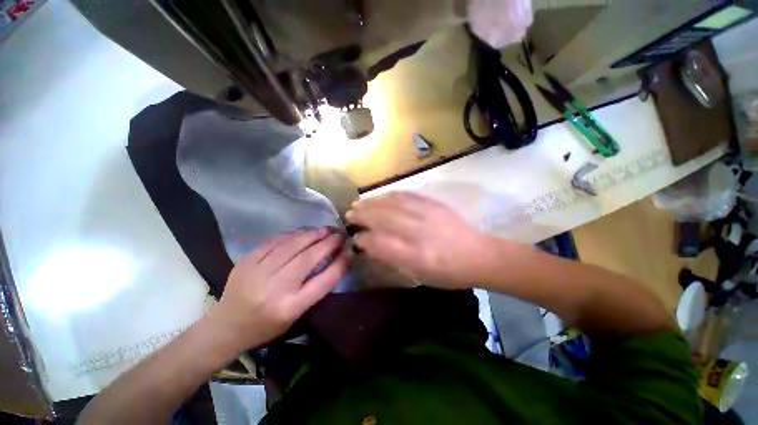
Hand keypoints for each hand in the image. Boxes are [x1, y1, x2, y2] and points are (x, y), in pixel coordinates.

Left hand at [207, 228, 351, 351]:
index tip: (350, 250)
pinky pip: (273, 242)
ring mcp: (257, 274)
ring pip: (290, 246)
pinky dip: (291, 235)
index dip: (340, 264)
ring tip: (324, 230)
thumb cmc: (266, 326)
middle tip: (339, 234)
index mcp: (289, 308)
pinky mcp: (245, 263)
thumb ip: (315, 289)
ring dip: (311, 235)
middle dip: (327, 243)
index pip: (322, 282)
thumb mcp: (296, 315)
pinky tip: (301, 232)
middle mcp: (274, 291)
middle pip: (307, 260)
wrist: (226, 327)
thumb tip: (334, 261)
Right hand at [346, 192, 491, 288]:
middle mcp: (419, 232)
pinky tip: (380, 197)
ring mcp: (427, 214)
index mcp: (416, 256)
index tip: (355, 237)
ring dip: (371, 203)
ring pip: (391, 204)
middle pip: (382, 218)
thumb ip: (392, 258)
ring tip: (359, 203)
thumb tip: (369, 243)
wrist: (478, 255)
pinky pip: (405, 195)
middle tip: (349, 214)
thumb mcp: (418, 275)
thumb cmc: (447, 273)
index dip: (363, 238)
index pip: (380, 243)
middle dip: (362, 215)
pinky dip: (388, 195)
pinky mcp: (433, 204)